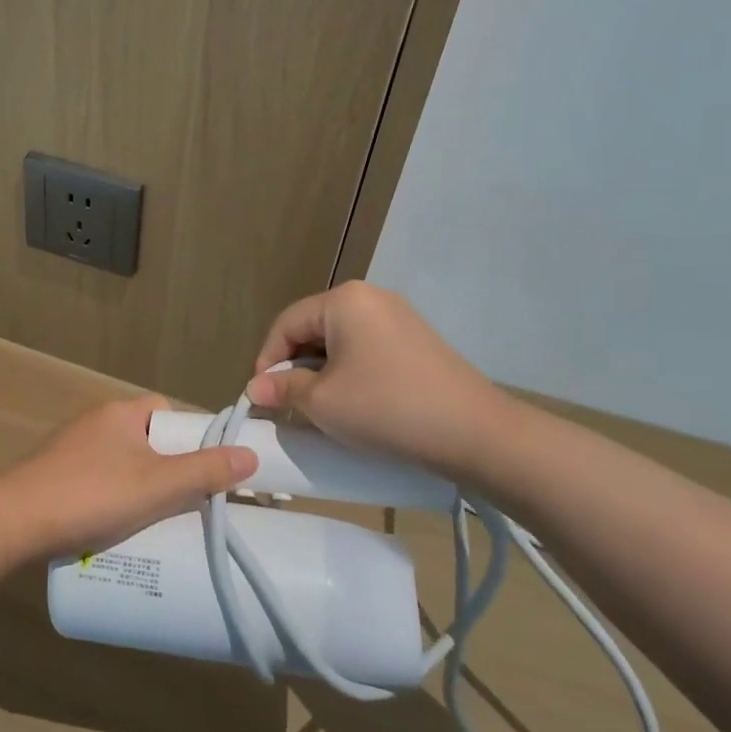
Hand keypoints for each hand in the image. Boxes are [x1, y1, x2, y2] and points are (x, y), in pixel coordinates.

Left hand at [0, 396, 256, 561]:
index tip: (205, 471)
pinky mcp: (55, 475)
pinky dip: (112, 499)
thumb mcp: (157, 485)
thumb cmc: (91, 494)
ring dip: (139, 488)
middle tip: (185, 504)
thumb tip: (250, 455)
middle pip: (145, 440)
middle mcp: (95, 422)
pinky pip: (97, 480)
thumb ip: (204, 471)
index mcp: (120, 413)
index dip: (189, 436)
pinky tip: (116, 528)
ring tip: (157, 523)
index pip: (165, 411)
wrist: (13, 521)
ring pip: (121, 463)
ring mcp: (71, 449)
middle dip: (167, 469)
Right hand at [246, 282, 517, 484]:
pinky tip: (355, 402)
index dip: (267, 360)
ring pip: (341, 340)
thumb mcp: (322, 402)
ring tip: (320, 407)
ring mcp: (399, 317)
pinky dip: (351, 372)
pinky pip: (367, 349)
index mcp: (343, 300)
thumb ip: (283, 388)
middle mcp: (371, 297)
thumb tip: (254, 387)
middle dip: (295, 366)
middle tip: (288, 404)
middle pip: (313, 328)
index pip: (286, 324)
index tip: (261, 396)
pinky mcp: (418, 341)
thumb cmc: (386, 408)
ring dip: (322, 371)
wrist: (475, 433)